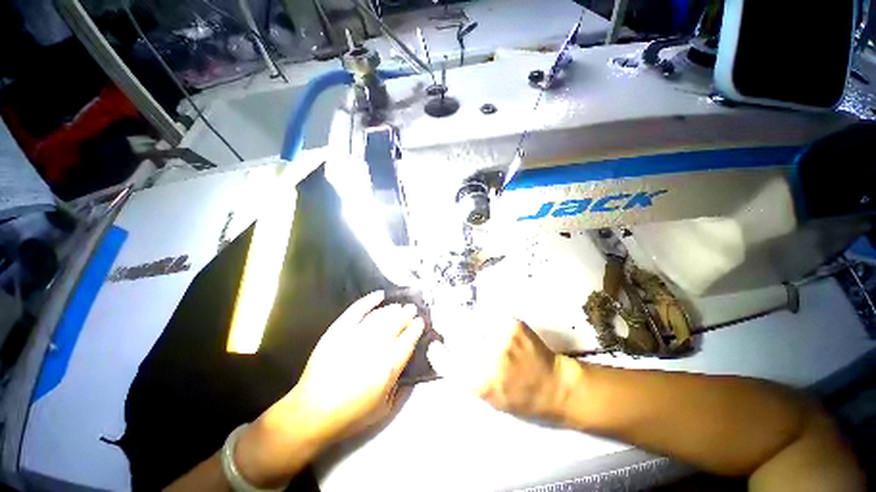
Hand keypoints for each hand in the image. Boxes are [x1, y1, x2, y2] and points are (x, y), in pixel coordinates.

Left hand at [235, 291, 423, 486]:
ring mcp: (355, 336)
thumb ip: (402, 386)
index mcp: (388, 366)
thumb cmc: (351, 414)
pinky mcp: (338, 330)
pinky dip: (369, 300)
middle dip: (407, 314)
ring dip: (393, 309)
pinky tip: (379, 295)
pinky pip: (357, 310)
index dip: (416, 328)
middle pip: (396, 323)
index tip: (420, 321)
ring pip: (380, 315)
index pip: (408, 339)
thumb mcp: (385, 409)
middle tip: (411, 309)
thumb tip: (411, 366)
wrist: (311, 413)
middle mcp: (375, 347)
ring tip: (398, 306)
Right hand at [427, 312, 572, 420]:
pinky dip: (485, 317)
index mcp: (476, 382)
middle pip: (455, 334)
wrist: (554, 386)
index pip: (444, 361)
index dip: (437, 352)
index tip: (436, 345)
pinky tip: (489, 322)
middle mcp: (485, 359)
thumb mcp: (487, 398)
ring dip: (466, 320)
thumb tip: (449, 354)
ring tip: (470, 323)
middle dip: (449, 328)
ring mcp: (499, 338)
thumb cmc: (520, 398)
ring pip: (470, 320)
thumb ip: (465, 377)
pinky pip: (489, 315)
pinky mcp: (511, 324)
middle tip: (449, 325)